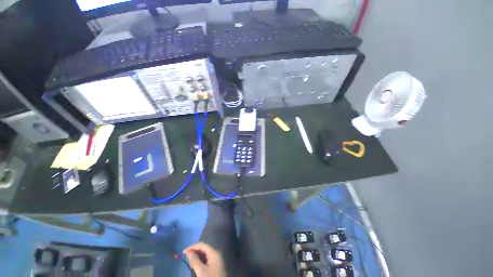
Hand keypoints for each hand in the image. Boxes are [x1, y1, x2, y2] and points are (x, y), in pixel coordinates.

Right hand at [183, 242, 226, 276]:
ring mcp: (217, 259)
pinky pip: (207, 260)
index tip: (183, 252)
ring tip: (190, 263)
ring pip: (205, 255)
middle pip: (204, 249)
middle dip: (195, 252)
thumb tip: (188, 251)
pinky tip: (196, 266)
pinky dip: (201, 261)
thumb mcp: (201, 271)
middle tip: (186, 258)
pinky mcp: (216, 266)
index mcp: (214, 252)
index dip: (192, 247)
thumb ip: (194, 260)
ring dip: (197, 257)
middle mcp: (216, 253)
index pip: (202, 245)